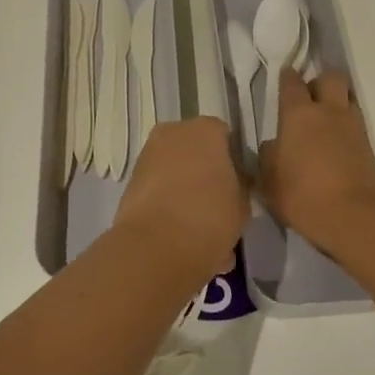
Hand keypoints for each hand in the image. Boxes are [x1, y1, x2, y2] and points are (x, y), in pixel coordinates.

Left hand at [112, 117, 247, 280]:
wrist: (157, 245)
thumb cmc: (210, 216)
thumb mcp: (243, 203)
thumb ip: (240, 185)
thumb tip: (233, 183)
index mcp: (206, 130)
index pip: (225, 137)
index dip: (233, 161)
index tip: (237, 186)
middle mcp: (174, 133)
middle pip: (196, 150)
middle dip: (206, 173)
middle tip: (218, 205)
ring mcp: (148, 155)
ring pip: (175, 169)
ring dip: (186, 189)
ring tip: (198, 225)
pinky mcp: (131, 180)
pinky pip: (158, 187)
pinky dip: (167, 201)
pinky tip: (179, 230)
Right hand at [260, 69, 374, 255]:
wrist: (353, 216)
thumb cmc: (301, 195)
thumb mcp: (269, 180)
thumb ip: (269, 156)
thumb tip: (274, 144)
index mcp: (298, 114)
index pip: (292, 82)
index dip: (288, 77)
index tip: (285, 77)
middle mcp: (327, 111)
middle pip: (330, 78)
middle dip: (320, 81)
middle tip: (310, 97)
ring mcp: (353, 126)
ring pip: (348, 97)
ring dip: (338, 101)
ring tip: (327, 119)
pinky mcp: (369, 145)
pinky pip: (357, 122)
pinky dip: (347, 125)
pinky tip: (338, 141)